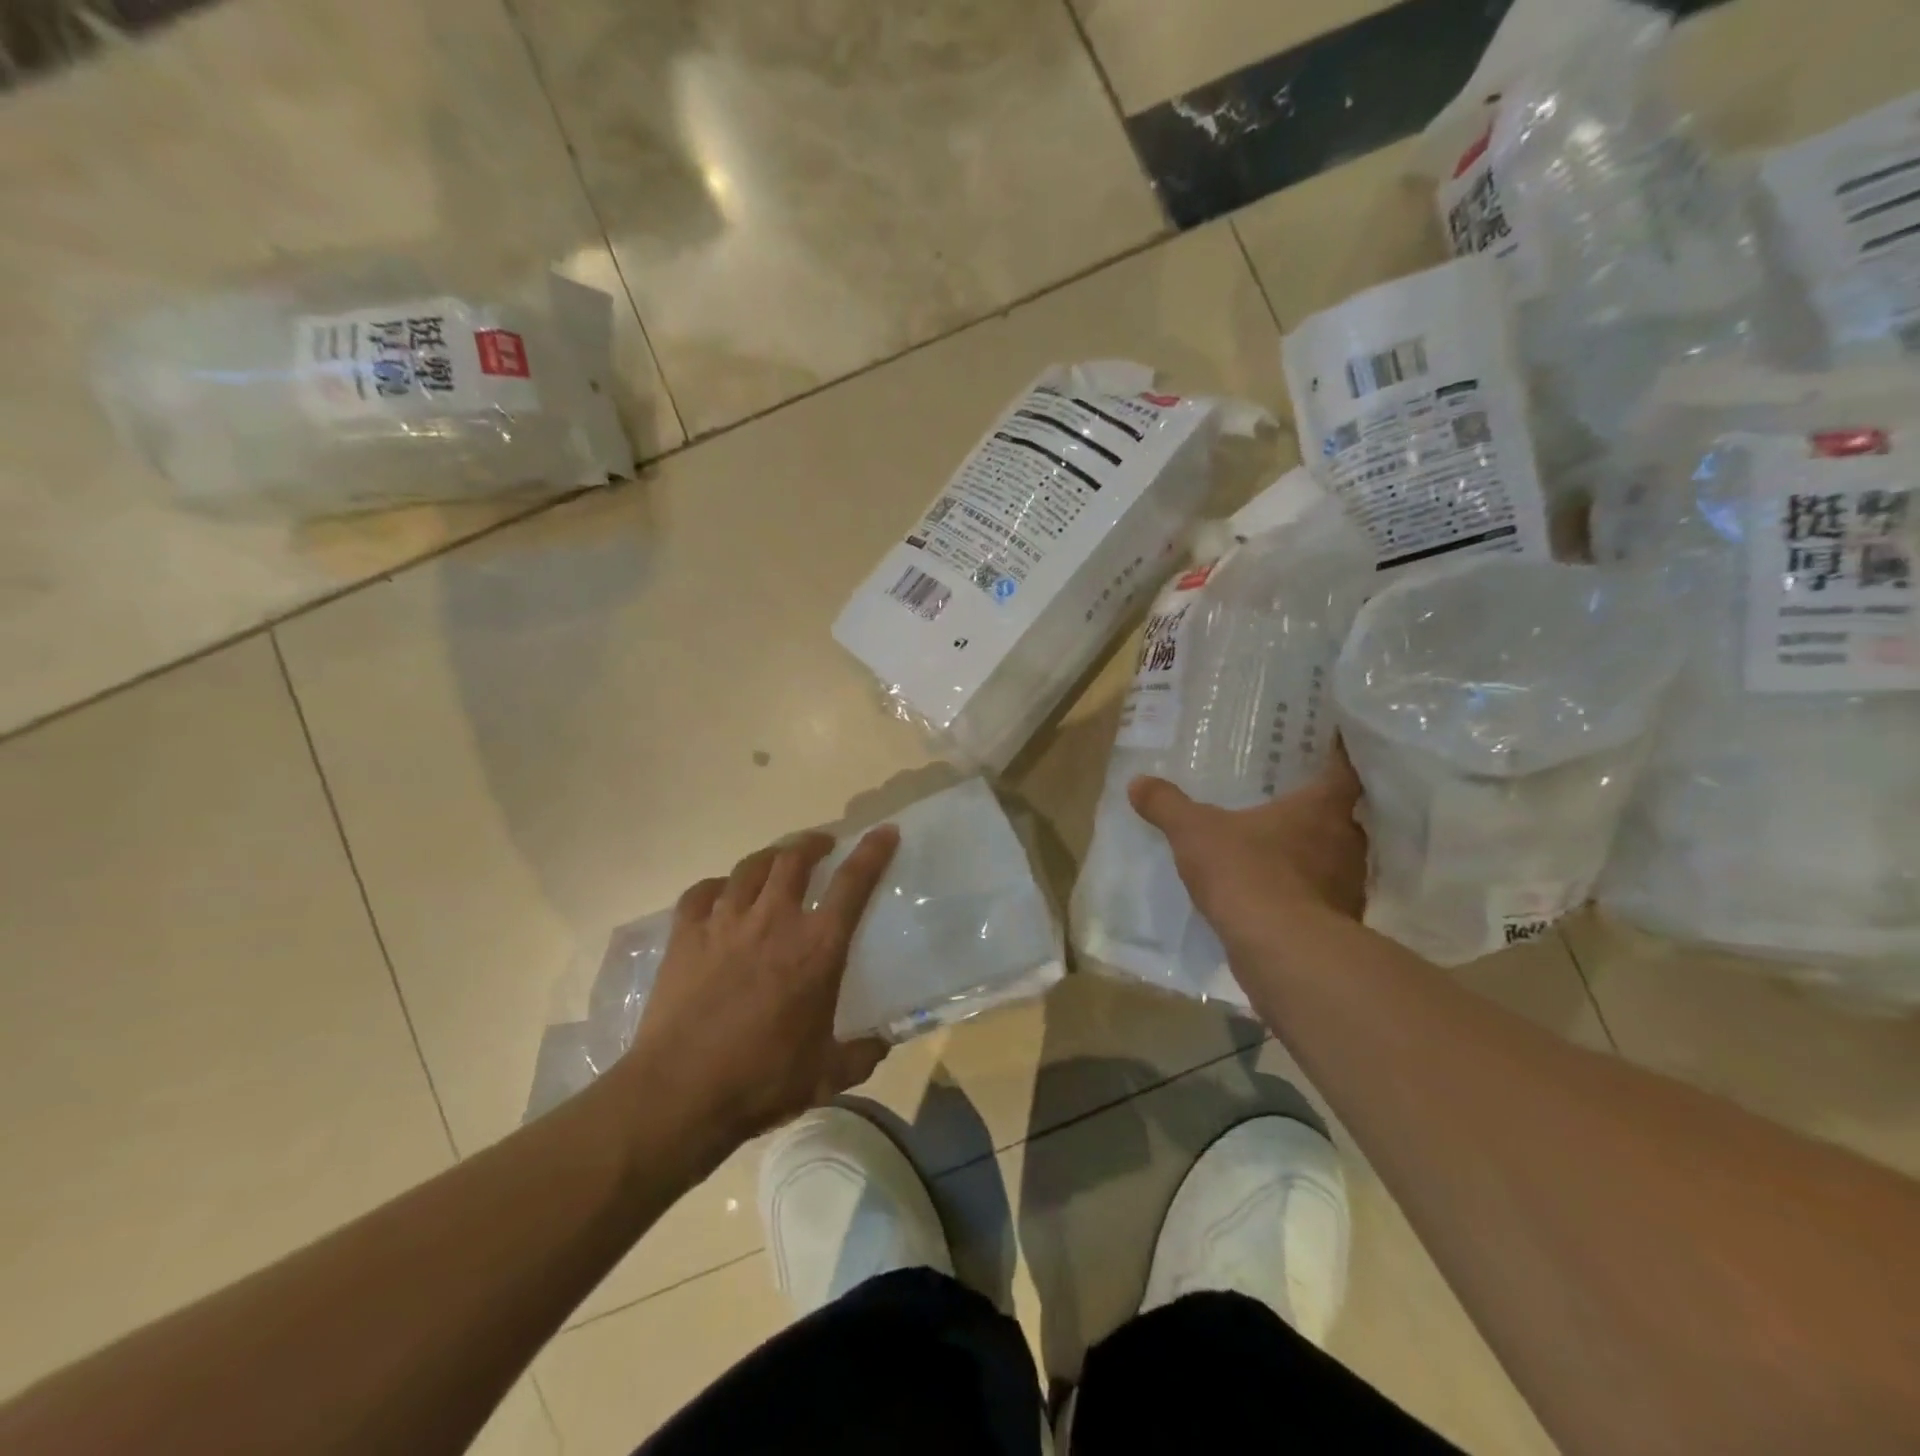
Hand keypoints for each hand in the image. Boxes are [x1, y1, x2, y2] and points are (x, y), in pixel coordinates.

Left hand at [618, 825, 899, 1157]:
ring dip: (770, 857)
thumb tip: (882, 1043)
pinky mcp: (685, 936)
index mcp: (817, 947)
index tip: (884, 833)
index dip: (872, 851)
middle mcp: (774, 920)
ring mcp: (725, 923)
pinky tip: (720, 893)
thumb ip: (861, 1054)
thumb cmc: (762, 1081)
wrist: (680, 1093)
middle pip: (795, 858)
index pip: (853, 882)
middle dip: (813, 843)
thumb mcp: (826, 1074)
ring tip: (777, 861)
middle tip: (822, 846)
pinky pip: (701, 892)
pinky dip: (716, 886)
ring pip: (750, 867)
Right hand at [1129, 740, 1366, 951]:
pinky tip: (1276, 898)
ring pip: (1335, 861)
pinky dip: (1305, 895)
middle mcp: (1347, 843)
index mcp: (1320, 809)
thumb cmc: (1246, 873)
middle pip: (1341, 818)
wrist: (1281, 951)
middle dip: (1318, 812)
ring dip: (1313, 856)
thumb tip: (1137, 782)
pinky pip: (1323, 899)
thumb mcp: (1195, 833)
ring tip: (1278, 851)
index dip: (1338, 759)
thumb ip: (1168, 805)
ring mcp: (1348, 888)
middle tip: (1288, 801)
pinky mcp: (1340, 926)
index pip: (1344, 772)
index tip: (1328, 749)